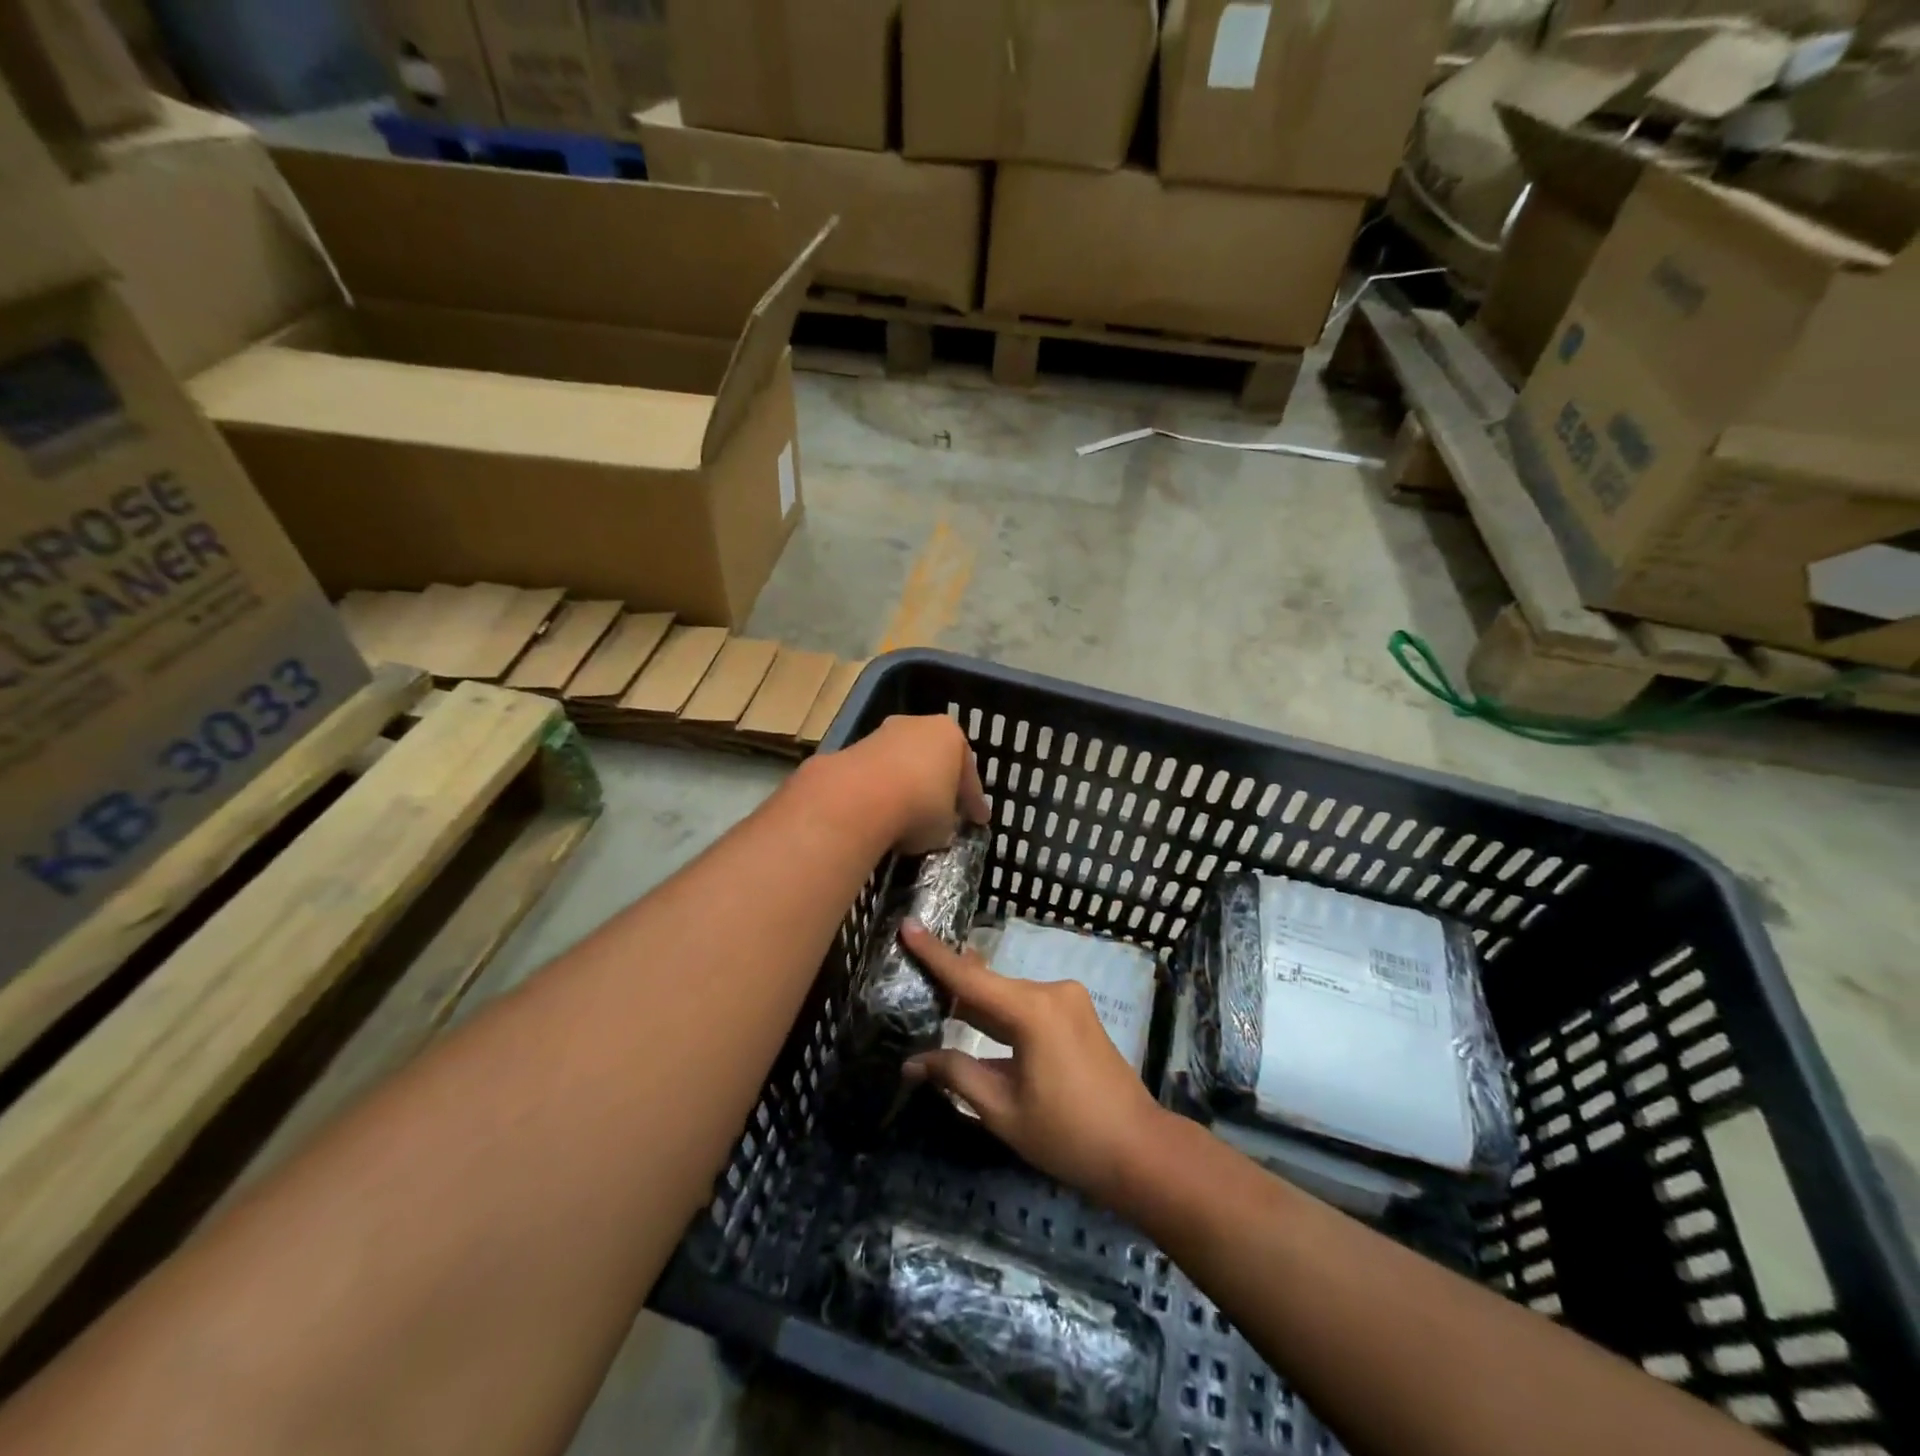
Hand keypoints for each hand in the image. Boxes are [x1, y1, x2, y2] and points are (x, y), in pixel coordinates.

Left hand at [826, 715, 989, 854]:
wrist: (858, 799)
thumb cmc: (920, 805)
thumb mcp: (946, 824)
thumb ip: (947, 820)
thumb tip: (938, 825)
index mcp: (950, 734)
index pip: (968, 773)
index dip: (973, 801)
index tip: (978, 820)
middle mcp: (916, 725)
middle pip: (933, 760)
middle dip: (937, 785)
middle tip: (944, 812)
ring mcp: (880, 734)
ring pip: (901, 765)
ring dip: (905, 787)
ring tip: (907, 816)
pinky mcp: (850, 750)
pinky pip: (875, 776)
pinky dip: (879, 793)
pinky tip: (880, 815)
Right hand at [899, 922, 1167, 1204]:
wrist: (1138, 1149)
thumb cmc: (1067, 1135)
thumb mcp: (1002, 1109)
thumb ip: (956, 1075)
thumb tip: (913, 1062)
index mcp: (1032, 1010)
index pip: (969, 978)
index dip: (934, 953)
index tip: (907, 924)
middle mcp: (1051, 992)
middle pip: (988, 984)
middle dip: (950, 983)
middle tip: (909, 976)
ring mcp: (1068, 1000)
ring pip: (1007, 996)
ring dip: (976, 1002)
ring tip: (933, 997)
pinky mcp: (1076, 1013)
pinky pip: (1027, 1005)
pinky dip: (1000, 1013)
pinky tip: (974, 1017)